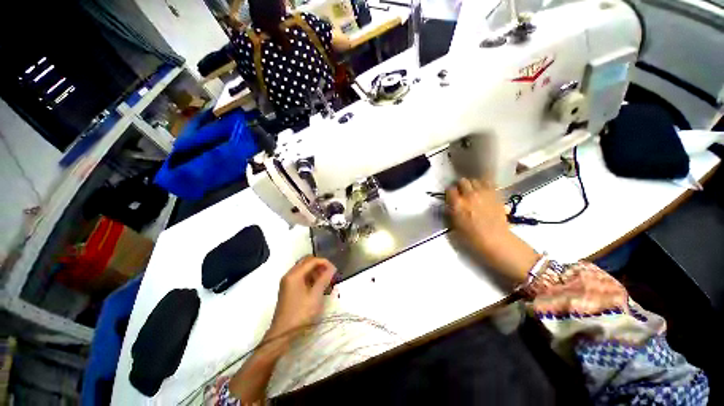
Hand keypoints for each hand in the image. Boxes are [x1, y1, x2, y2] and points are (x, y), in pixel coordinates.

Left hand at [266, 257, 336, 342]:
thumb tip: (332, 268)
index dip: (325, 263)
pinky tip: (318, 286)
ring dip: (315, 271)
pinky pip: (301, 276)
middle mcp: (289, 275)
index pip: (312, 261)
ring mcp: (288, 282)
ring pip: (304, 269)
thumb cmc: (300, 314)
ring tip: (326, 280)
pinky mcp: (288, 289)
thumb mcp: (315, 296)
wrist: (282, 334)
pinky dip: (310, 277)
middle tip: (330, 273)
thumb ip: (324, 279)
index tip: (335, 270)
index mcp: (294, 275)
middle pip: (306, 262)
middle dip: (319, 265)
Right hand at [446, 178, 539, 282]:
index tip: (451, 197)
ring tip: (473, 191)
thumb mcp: (455, 224)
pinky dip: (484, 185)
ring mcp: (483, 193)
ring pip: (475, 180)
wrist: (495, 239)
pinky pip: (488, 183)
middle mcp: (470, 195)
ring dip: (472, 185)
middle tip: (462, 193)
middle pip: (462, 181)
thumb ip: (452, 210)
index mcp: (458, 204)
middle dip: (461, 186)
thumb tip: (451, 202)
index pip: (450, 189)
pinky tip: (483, 192)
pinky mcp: (495, 194)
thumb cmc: (471, 236)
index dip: (450, 193)